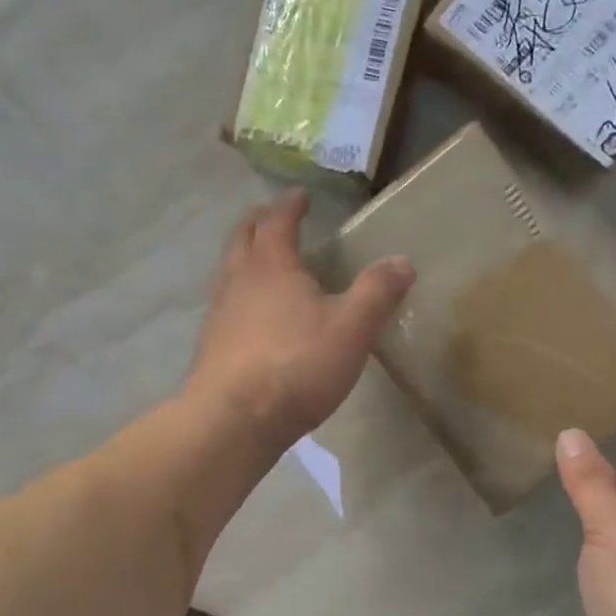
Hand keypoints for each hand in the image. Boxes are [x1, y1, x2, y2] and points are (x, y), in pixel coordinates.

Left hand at [186, 191, 414, 445]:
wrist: (233, 420)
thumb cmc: (296, 365)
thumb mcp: (351, 329)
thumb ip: (377, 293)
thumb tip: (403, 261)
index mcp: (271, 265)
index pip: (277, 220)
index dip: (290, 205)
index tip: (301, 195)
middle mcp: (238, 280)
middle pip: (243, 238)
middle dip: (260, 223)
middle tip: (276, 218)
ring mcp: (219, 314)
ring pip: (230, 271)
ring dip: (246, 258)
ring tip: (266, 264)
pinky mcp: (212, 346)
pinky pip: (226, 305)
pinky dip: (241, 295)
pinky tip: (254, 318)